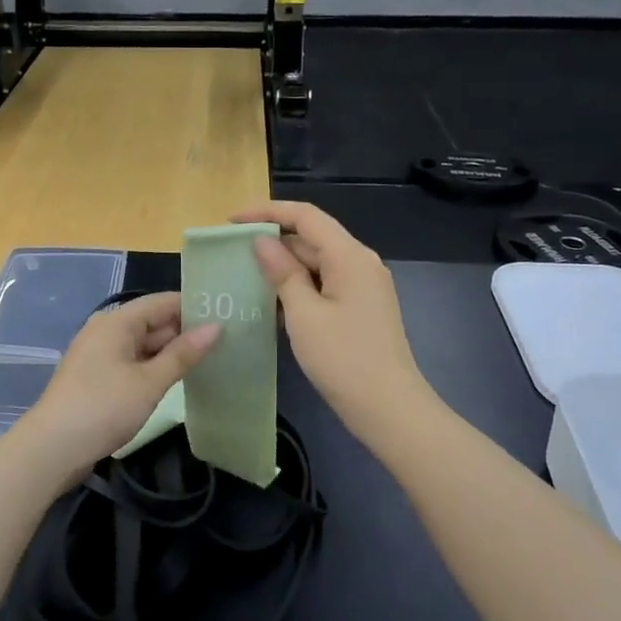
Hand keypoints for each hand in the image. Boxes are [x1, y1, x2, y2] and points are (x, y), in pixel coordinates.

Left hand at [17, 293, 219, 478]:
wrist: (52, 448)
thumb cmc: (103, 407)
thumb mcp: (150, 382)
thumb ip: (183, 354)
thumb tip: (215, 327)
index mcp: (116, 322)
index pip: (162, 301)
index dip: (193, 306)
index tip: (226, 314)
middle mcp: (105, 330)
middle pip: (152, 322)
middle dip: (185, 331)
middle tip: (226, 341)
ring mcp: (98, 355)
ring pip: (143, 345)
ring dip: (170, 353)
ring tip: (211, 359)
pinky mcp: (96, 378)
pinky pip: (132, 362)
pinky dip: (153, 368)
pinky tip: (177, 380)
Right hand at [234, 202, 432, 437]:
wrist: (389, 408)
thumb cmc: (343, 359)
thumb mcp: (304, 314)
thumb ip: (282, 273)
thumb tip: (262, 242)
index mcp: (350, 256)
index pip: (306, 216)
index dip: (267, 212)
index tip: (232, 221)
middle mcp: (360, 263)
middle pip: (312, 239)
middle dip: (272, 242)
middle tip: (231, 254)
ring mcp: (362, 287)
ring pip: (316, 264)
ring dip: (282, 268)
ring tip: (243, 277)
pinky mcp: (360, 309)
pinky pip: (324, 286)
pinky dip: (298, 289)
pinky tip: (270, 304)